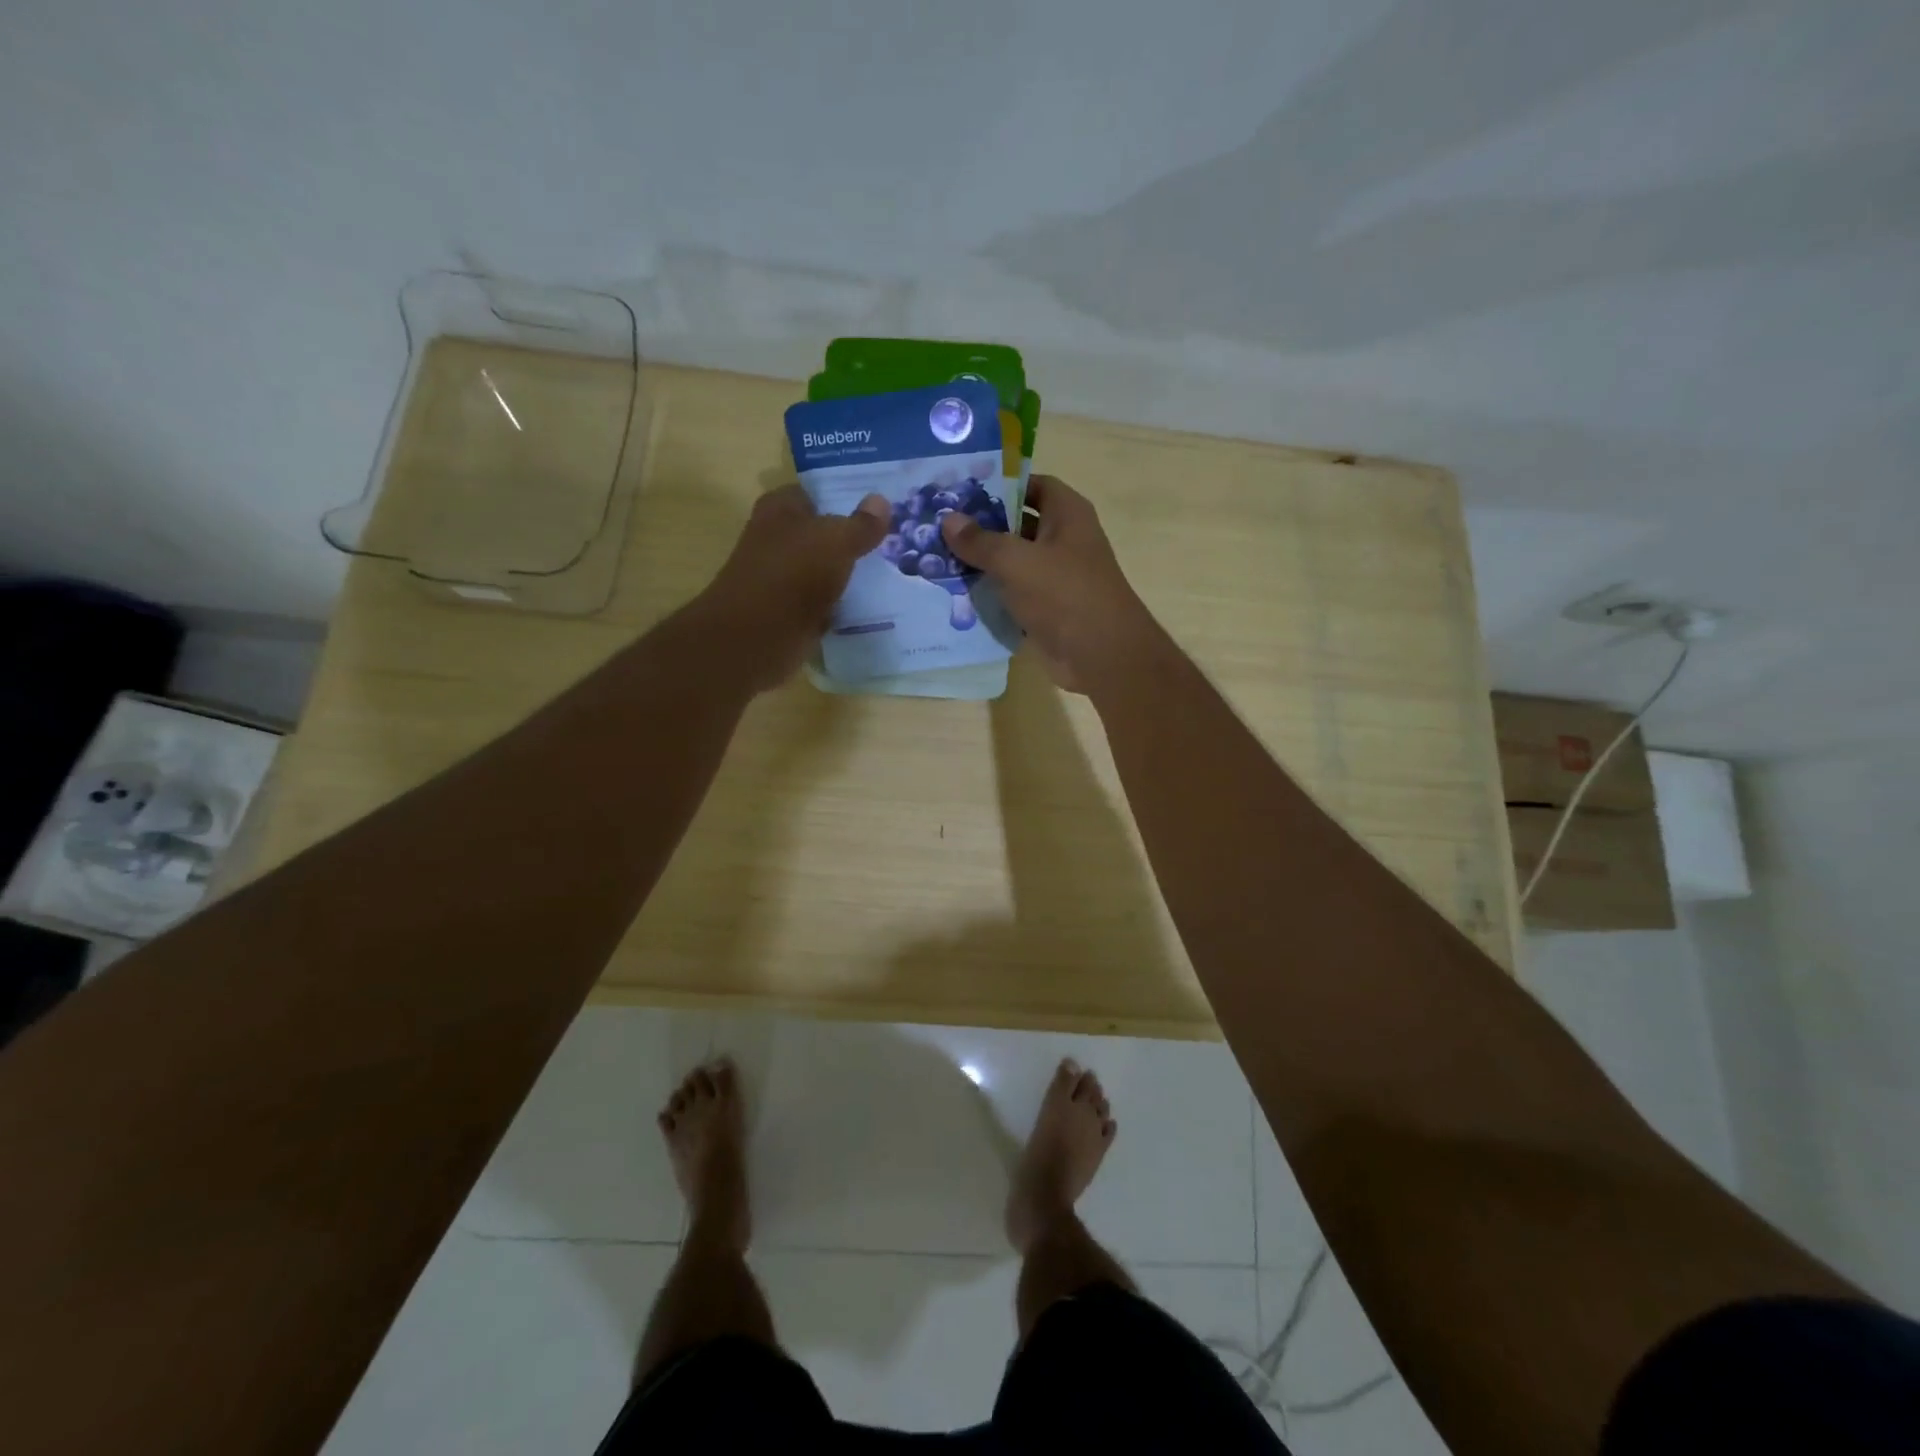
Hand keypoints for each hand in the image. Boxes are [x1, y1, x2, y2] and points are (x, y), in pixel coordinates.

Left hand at [697, 484, 888, 689]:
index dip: (845, 496)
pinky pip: (825, 601)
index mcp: (780, 509)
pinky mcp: (791, 611)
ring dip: (851, 572)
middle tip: (895, 537)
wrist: (757, 636)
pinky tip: (874, 603)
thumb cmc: (792, 574)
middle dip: (853, 536)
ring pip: (826, 568)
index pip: (815, 493)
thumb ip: (861, 524)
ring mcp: (784, 577)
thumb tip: (881, 500)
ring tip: (893, 569)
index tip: (880, 505)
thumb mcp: (836, 541)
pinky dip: (843, 604)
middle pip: (822, 532)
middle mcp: (778, 539)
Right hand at [941, 474, 1162, 694]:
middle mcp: (1063, 540)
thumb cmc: (1065, 595)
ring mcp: (1055, 576)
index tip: (961, 489)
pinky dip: (990, 593)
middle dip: (982, 525)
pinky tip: (956, 592)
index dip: (1000, 483)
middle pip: (1018, 523)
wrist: (1101, 655)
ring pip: (1013, 561)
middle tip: (938, 524)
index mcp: (1067, 514)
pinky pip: (1013, 593)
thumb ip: (981, 541)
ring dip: (982, 562)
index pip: (1032, 485)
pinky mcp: (1046, 608)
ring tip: (936, 556)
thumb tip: (948, 519)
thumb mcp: (1017, 561)